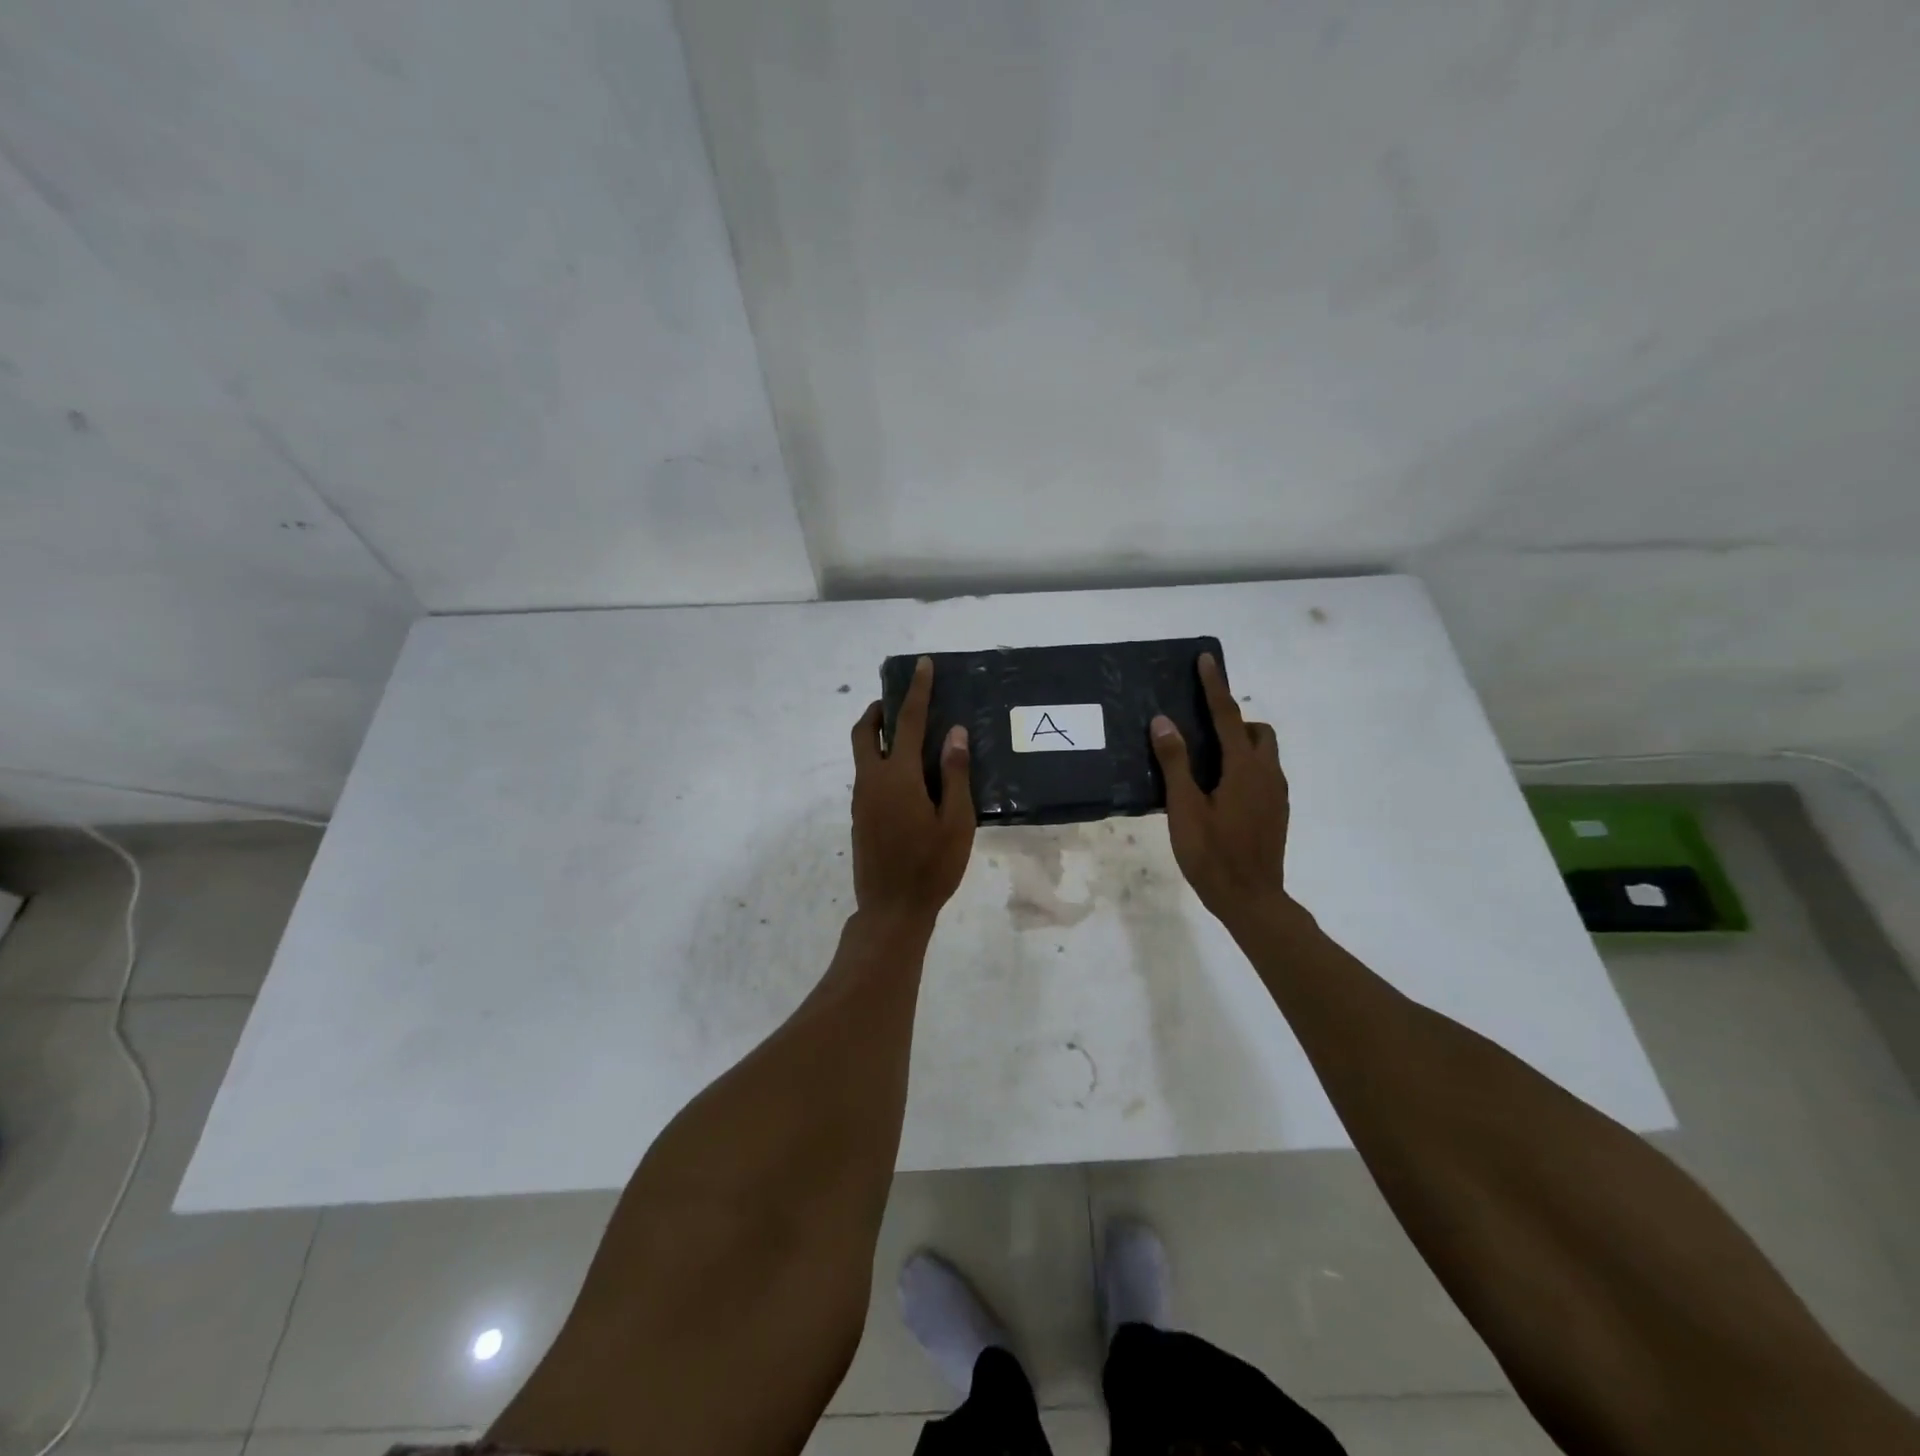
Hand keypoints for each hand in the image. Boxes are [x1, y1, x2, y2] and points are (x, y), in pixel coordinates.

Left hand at [849, 657, 974, 925]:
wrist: (892, 910)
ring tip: (909, 736)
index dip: (916, 691)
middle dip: (879, 709)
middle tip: (900, 701)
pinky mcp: (860, 817)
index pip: (907, 722)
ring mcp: (861, 800)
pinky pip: (867, 774)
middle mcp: (872, 781)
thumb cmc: (932, 867)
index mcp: (897, 777)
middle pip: (864, 732)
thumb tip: (954, 732)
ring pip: (862, 754)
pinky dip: (880, 760)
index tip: (922, 665)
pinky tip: (907, 777)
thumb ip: (954, 774)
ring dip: (878, 734)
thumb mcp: (956, 822)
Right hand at [1150, 653, 1291, 928]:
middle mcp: (1267, 774)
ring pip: (1263, 753)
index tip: (1207, 659)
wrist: (1251, 900)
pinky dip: (1244, 766)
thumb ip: (1175, 762)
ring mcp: (1276, 794)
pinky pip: (1262, 773)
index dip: (1215, 686)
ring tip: (1206, 763)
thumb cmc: (1212, 854)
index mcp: (1244, 769)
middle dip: (1233, 720)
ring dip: (1239, 745)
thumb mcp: (1184, 808)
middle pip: (1256, 731)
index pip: (1228, 716)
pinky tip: (1219, 791)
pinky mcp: (1277, 811)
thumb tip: (1163, 721)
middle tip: (1201, 731)